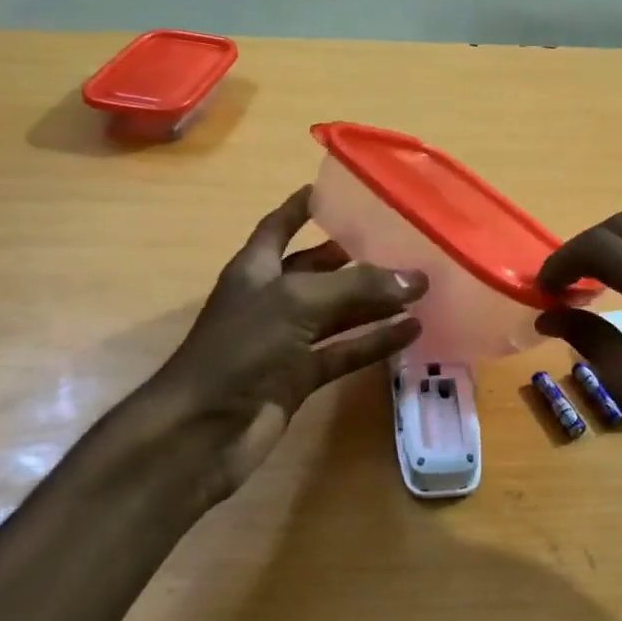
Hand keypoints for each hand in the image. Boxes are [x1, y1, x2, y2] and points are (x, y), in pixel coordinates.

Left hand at [140, 185, 426, 500]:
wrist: (202, 431)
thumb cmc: (240, 349)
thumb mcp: (298, 303)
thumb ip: (357, 287)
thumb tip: (416, 278)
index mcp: (256, 268)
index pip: (280, 225)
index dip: (303, 207)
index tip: (336, 189)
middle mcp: (272, 299)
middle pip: (318, 270)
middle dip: (355, 258)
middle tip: (401, 243)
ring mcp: (285, 341)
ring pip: (338, 313)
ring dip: (374, 303)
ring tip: (420, 288)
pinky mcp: (299, 377)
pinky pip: (344, 352)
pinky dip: (374, 342)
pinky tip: (411, 332)